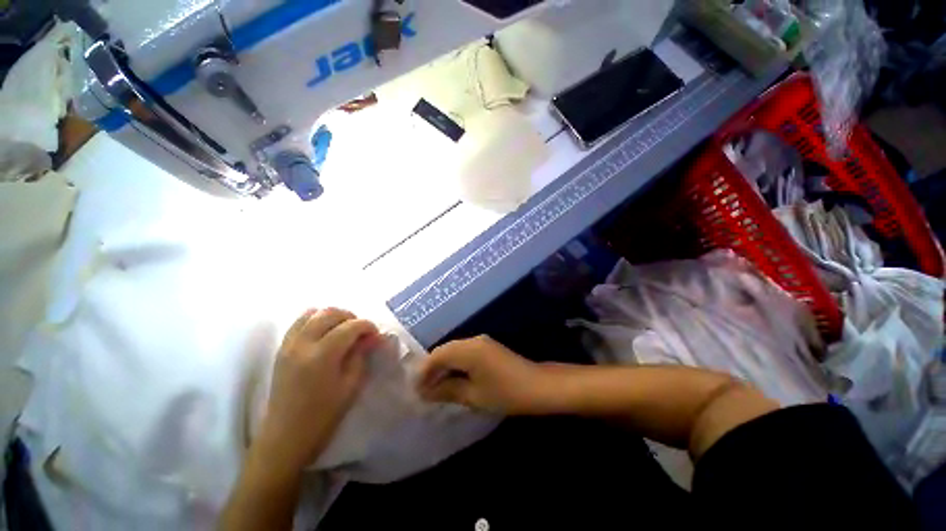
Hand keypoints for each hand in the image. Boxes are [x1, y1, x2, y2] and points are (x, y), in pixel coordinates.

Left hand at [255, 308, 380, 475]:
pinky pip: (298, 323)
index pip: (350, 326)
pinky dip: (314, 320)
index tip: (375, 334)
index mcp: (322, 355)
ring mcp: (288, 345)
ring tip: (342, 329)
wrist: (285, 437)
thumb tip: (372, 337)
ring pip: (312, 313)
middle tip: (360, 331)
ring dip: (332, 316)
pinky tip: (324, 333)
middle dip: (350, 317)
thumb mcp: (351, 386)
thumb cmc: (323, 416)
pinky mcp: (281, 350)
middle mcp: (303, 344)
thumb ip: (361, 356)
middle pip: (330, 313)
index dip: (367, 326)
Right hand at [416, 335, 550, 414]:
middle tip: (422, 390)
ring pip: (454, 351)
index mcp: (467, 349)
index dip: (424, 371)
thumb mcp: (473, 395)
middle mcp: (472, 340)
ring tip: (434, 387)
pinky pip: (464, 352)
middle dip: (432, 368)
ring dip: (443, 366)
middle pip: (445, 350)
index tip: (415, 390)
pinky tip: (452, 378)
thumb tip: (425, 392)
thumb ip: (447, 390)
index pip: (437, 355)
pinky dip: (455, 364)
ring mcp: (481, 342)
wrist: (537, 386)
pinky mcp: (487, 347)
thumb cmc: (505, 393)